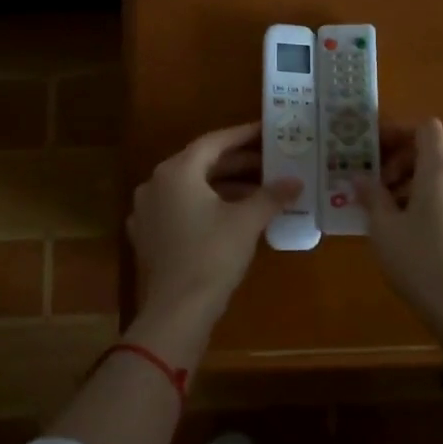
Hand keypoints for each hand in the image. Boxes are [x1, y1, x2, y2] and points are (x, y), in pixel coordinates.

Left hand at [127, 121, 300, 327]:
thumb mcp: (247, 222)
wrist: (176, 312)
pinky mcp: (147, 235)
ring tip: (258, 190)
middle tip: (269, 162)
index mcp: (176, 171)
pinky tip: (230, 215)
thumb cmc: (212, 256)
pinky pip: (179, 208)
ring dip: (223, 186)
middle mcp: (155, 183)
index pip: (214, 142)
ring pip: (190, 187)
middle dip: (237, 163)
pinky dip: (205, 206)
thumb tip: (295, 181)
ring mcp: (147, 210)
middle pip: (201, 163)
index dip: (243, 136)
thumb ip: (271, 196)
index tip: (266, 130)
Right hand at [357, 118, 442, 336]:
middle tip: (377, 179)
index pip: (424, 127)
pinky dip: (429, 191)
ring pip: (442, 169)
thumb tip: (359, 178)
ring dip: (414, 175)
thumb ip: (371, 196)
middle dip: (402, 156)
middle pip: (433, 146)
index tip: (374, 149)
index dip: (399, 131)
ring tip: (389, 202)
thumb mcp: (383, 227)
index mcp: (438, 168)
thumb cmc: (418, 258)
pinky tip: (408, 220)